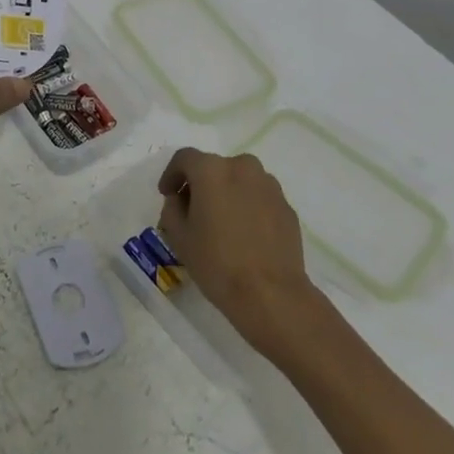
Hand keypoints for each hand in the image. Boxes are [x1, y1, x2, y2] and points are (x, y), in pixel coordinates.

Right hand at [157, 147, 318, 356]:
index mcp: (212, 170)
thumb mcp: (179, 237)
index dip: (171, 174)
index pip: (184, 158)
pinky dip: (248, 207)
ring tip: (222, 223)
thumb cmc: (217, 263)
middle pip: (214, 167)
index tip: (167, 194)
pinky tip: (245, 235)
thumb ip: (172, 209)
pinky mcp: (286, 206)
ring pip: (239, 180)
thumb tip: (181, 200)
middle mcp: (242, 167)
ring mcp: (269, 186)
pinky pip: (259, 198)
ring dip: (226, 193)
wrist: (271, 295)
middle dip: (200, 184)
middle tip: (193, 211)